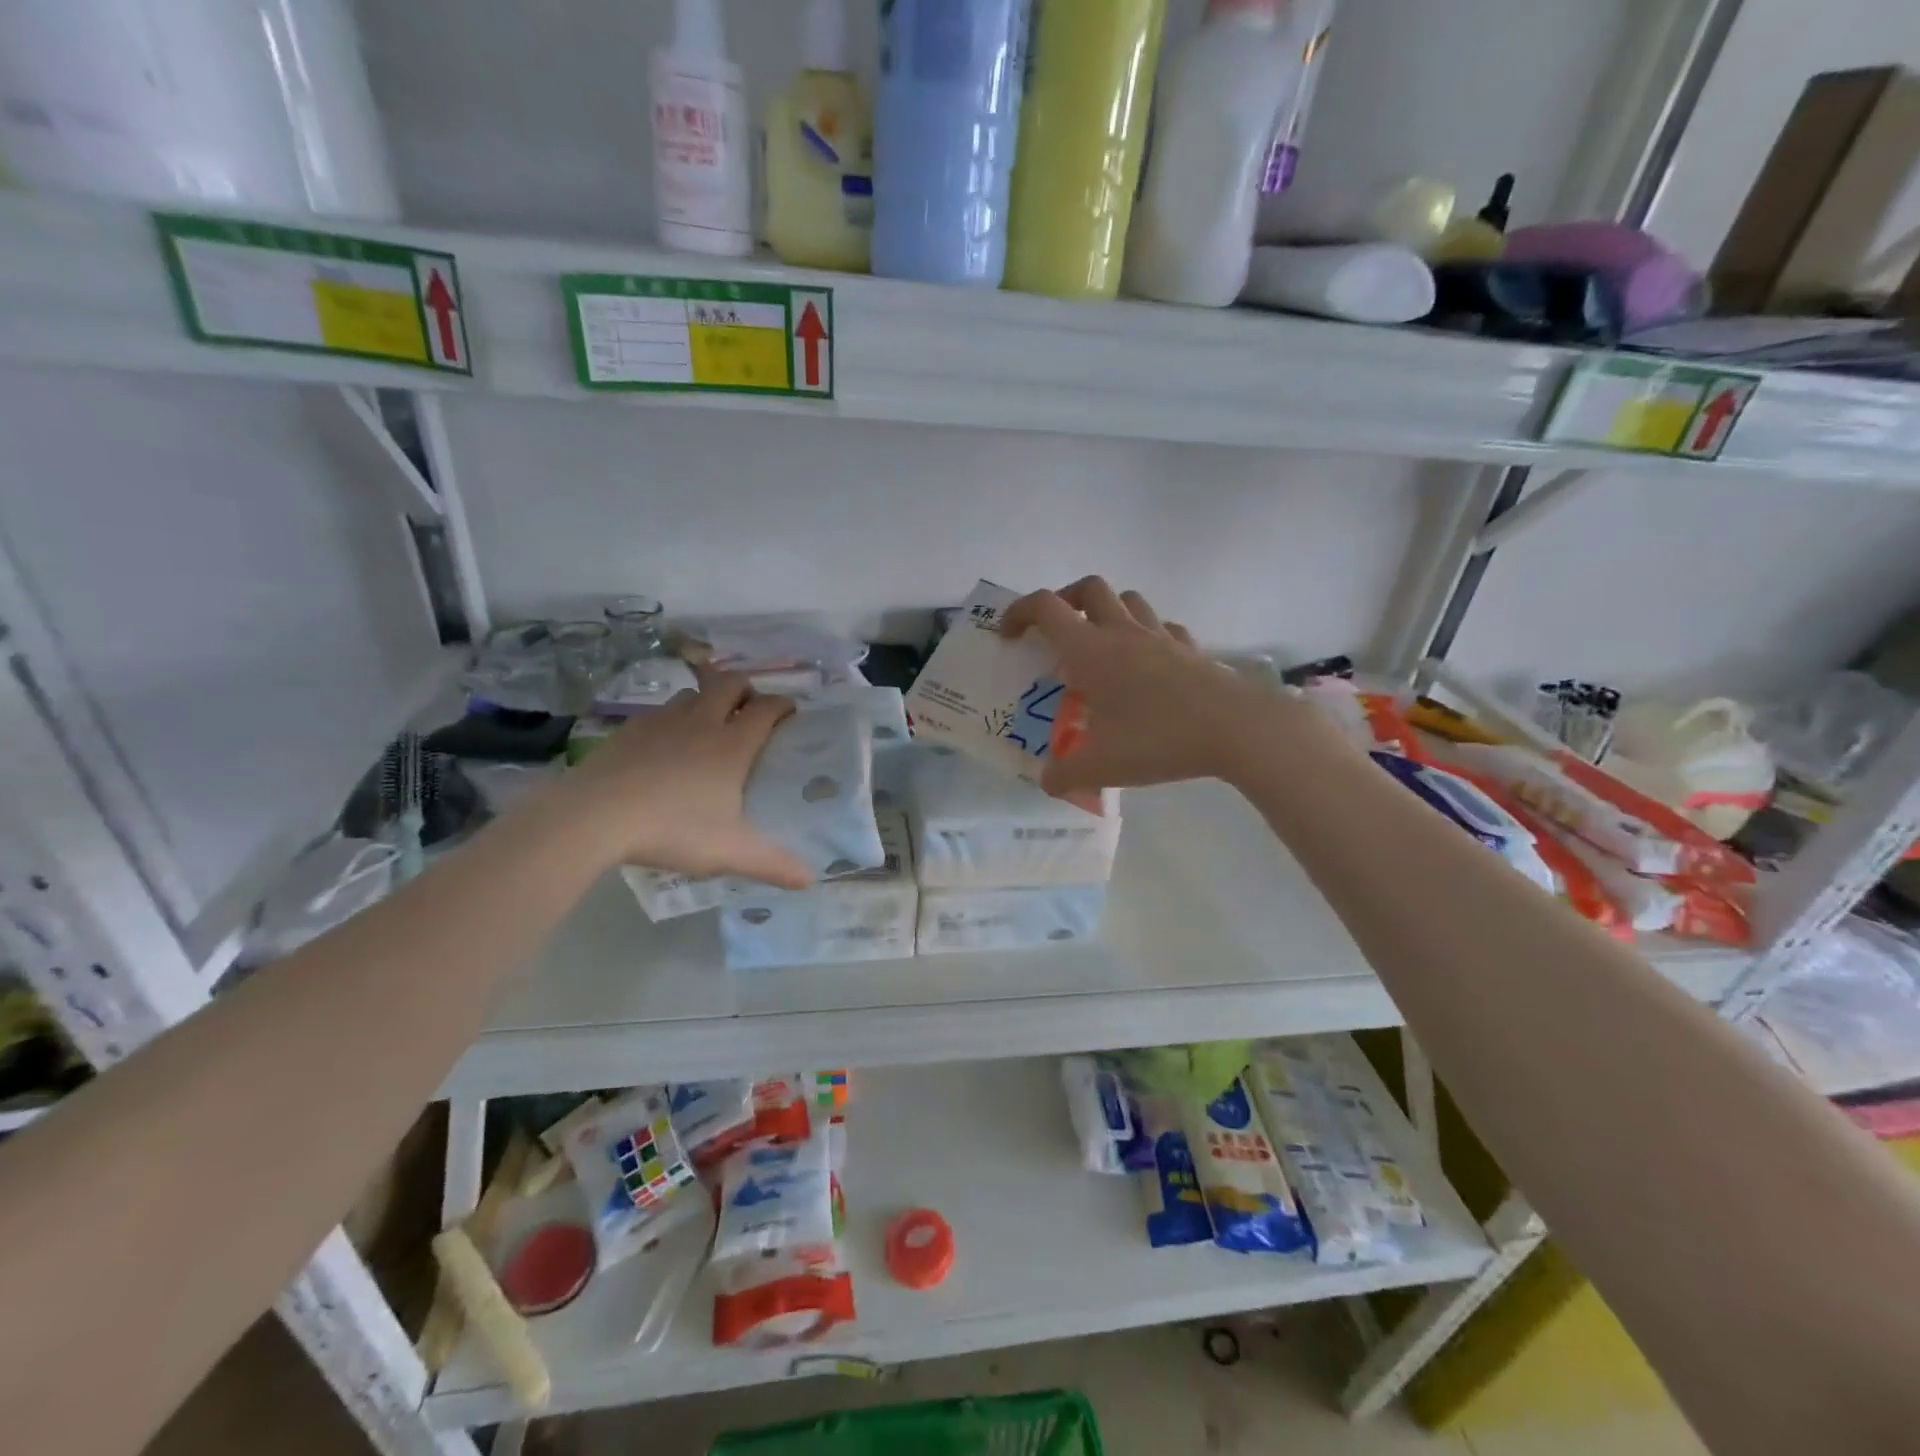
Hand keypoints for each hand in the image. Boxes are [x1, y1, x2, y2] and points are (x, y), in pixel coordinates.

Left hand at [549, 669, 812, 888]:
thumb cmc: (672, 829)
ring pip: (692, 695)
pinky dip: (671, 720)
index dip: (783, 705)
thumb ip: (773, 864)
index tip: (790, 714)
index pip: (767, 708)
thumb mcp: (729, 852)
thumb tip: (811, 880)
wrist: (594, 816)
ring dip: (706, 701)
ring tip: (708, 726)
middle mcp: (701, 723)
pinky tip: (664, 747)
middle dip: (745, 689)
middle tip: (749, 710)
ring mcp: (661, 722)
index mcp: (732, 744)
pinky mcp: (628, 730)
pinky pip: (658, 713)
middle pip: (729, 683)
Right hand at [1002, 577, 1287, 797]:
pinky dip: (1147, 634)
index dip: (1019, 612)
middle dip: (1064, 601)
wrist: (1236, 729)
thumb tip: (1046, 782)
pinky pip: (1163, 627)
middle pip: (1088, 588)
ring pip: (1128, 599)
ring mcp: (1161, 637)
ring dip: (1107, 611)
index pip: (1046, 608)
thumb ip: (1065, 775)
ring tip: (1100, 645)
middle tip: (1056, 633)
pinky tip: (1147, 663)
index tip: (1009, 636)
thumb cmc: (1159, 739)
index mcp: (1091, 651)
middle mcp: (1123, 633)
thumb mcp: (1101, 766)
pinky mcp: (1190, 649)